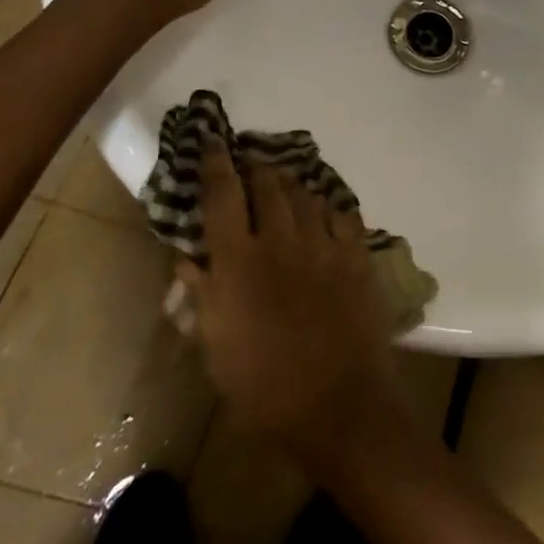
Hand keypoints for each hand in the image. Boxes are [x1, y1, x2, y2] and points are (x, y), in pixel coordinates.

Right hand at [180, 143, 407, 467]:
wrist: (337, 403)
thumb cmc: (264, 387)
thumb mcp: (216, 349)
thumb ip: (202, 296)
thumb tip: (187, 259)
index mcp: (239, 263)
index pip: (222, 196)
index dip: (215, 163)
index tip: (212, 140)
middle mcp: (281, 240)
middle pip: (269, 184)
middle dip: (257, 167)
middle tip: (251, 162)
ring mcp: (323, 243)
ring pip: (306, 193)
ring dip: (292, 184)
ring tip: (285, 182)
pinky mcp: (356, 254)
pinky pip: (342, 213)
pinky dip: (329, 206)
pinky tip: (325, 209)